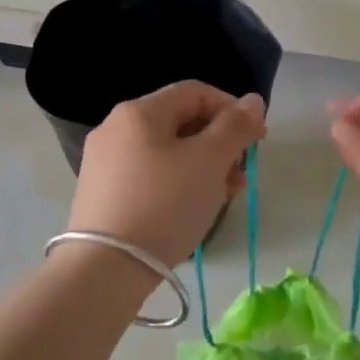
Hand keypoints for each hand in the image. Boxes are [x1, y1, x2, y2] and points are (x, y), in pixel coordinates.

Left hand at [69, 81, 266, 269]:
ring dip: (202, 166)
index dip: (232, 109)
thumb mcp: (209, 161)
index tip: (257, 138)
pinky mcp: (101, 193)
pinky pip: (149, 174)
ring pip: (166, 151)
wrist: (106, 268)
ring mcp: (104, 162)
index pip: (195, 92)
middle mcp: (115, 128)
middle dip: (219, 143)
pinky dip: (177, 182)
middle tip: (241, 174)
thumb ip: (235, 126)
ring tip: (224, 195)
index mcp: (139, 111)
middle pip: (180, 121)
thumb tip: (253, 100)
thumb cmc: (165, 204)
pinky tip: (192, 208)